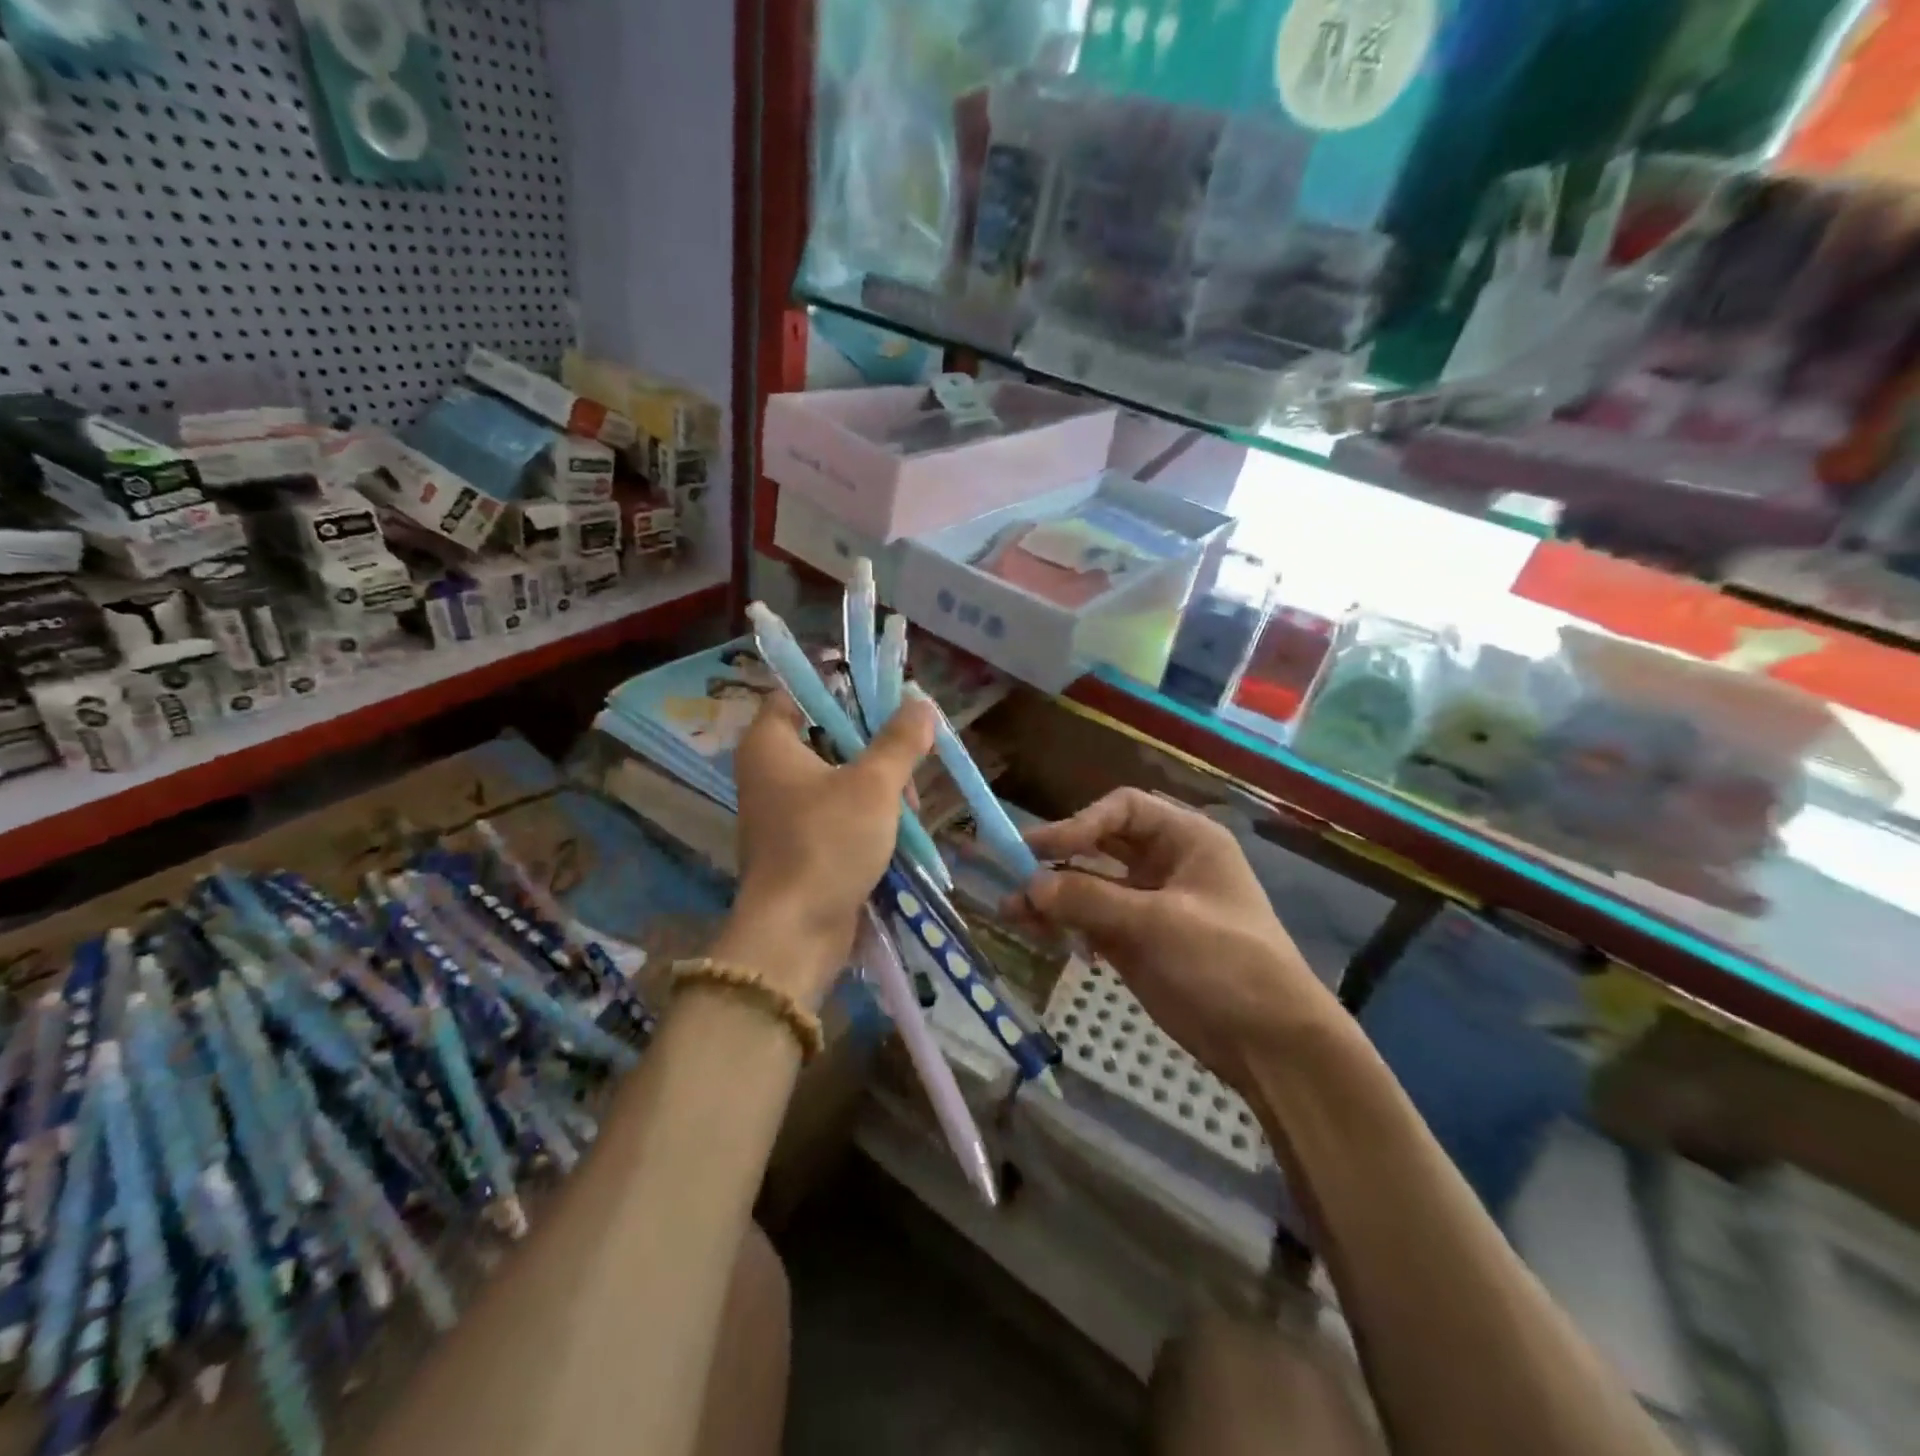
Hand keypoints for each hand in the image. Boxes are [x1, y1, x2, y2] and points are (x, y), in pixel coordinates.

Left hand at [724, 692, 932, 1005]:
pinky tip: (900, 829)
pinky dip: (867, 814)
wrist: (796, 933)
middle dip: (876, 747)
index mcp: (770, 743)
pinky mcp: (799, 843)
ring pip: (839, 777)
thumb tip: (920, 703)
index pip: (799, 692)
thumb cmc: (827, 843)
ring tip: (911, 809)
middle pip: (828, 735)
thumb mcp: (873, 785)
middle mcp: (768, 770)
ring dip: (879, 786)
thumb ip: (899, 740)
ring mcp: (782, 810)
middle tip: (910, 760)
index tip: (885, 699)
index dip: (842, 688)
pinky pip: (838, 811)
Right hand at [1015, 789, 1342, 1094]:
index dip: (1081, 822)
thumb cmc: (1226, 963)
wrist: (1270, 1044)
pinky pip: (1089, 921)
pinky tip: (1034, 933)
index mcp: (1186, 840)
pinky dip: (1062, 924)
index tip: (1043, 849)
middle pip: (1099, 845)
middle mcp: (1164, 864)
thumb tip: (1029, 885)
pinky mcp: (1134, 942)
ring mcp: (1147, 905)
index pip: (1123, 809)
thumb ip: (1091, 899)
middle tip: (1013, 872)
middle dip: (1058, 859)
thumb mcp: (1158, 924)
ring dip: (1051, 895)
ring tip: (1011, 911)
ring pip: (1089, 886)